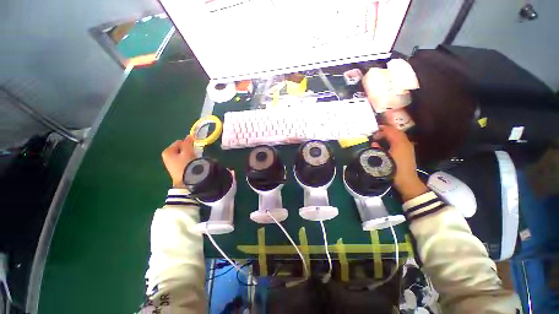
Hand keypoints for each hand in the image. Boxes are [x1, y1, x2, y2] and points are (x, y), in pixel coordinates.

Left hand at [162, 135, 195, 187]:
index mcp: (167, 151)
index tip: (194, 148)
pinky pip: (183, 162)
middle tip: (194, 155)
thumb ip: (188, 142)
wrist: (187, 180)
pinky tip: (191, 165)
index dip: (188, 144)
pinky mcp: (176, 170)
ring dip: (189, 156)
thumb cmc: (186, 164)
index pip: (180, 142)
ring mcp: (170, 164)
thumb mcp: (188, 151)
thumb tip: (189, 136)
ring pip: (182, 155)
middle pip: (180, 149)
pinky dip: (188, 162)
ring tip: (194, 161)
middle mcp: (166, 157)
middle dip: (188, 150)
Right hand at [372, 125, 427, 200]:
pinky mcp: (408, 151)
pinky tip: (388, 143)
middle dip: (386, 130)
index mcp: (399, 143)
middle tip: (376, 132)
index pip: (390, 131)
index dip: (381, 131)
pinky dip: (393, 139)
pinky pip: (400, 140)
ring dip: (390, 134)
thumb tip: (374, 143)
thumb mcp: (383, 159)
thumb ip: (378, 149)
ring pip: (399, 135)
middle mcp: (405, 142)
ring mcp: (408, 146)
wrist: (406, 181)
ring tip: (381, 136)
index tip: (373, 133)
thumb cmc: (393, 169)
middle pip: (396, 131)